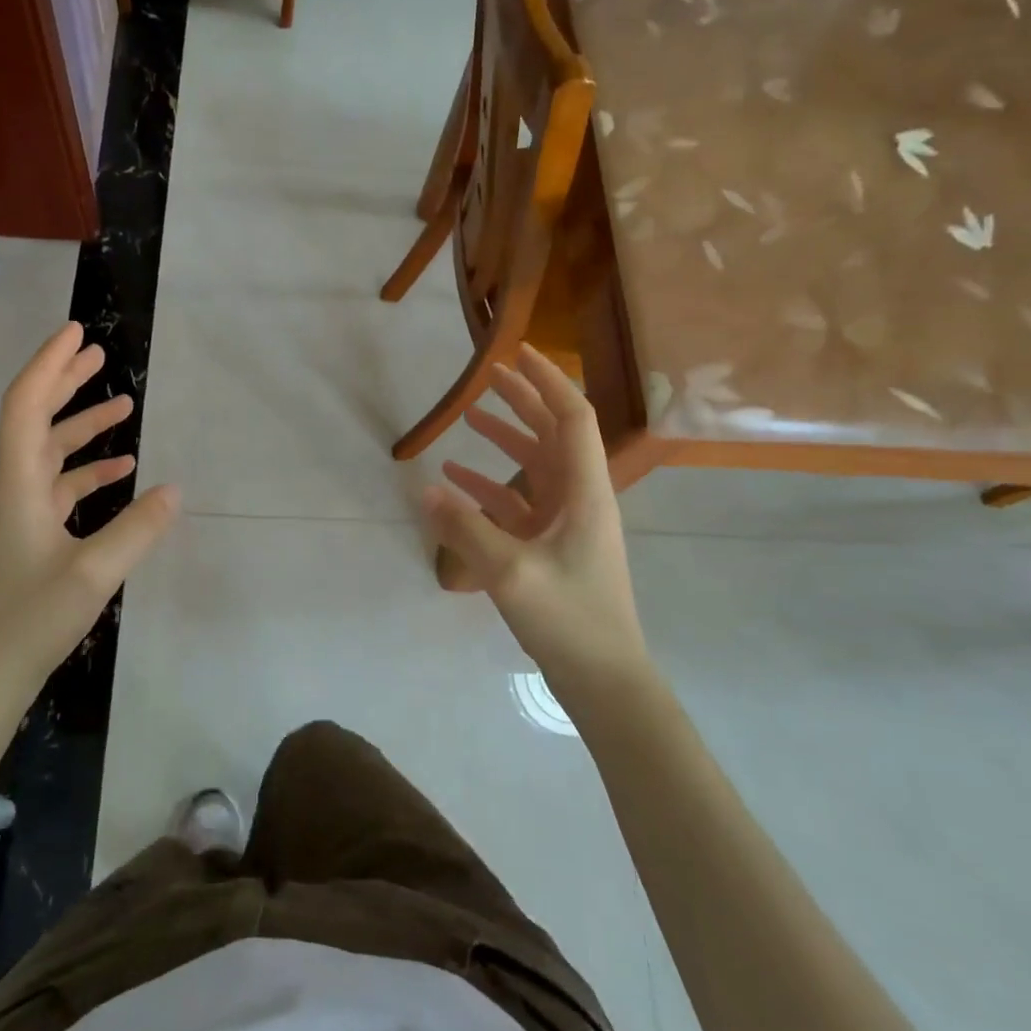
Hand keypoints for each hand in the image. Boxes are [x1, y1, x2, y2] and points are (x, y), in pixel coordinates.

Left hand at [0, 323, 179, 687]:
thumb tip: (176, 488)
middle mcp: (16, 490)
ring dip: (83, 426)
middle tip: (99, 353)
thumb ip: (137, 529)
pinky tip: (122, 471)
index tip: (77, 333)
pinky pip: (61, 488)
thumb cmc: (29, 622)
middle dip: (65, 381)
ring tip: (124, 404)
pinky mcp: (31, 539)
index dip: (48, 364)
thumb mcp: (93, 575)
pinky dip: (90, 471)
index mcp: (19, 486)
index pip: (26, 406)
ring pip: (51, 453)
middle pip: (35, 419)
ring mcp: (21, 516)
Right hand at [422, 345, 648, 696]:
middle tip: (488, 375)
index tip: (518, 352)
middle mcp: (580, 497)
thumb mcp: (509, 572)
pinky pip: (519, 503)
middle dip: (523, 401)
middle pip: (553, 434)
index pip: (571, 417)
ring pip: (535, 466)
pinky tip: (457, 481)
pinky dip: (491, 487)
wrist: (603, 678)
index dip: (547, 380)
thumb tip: (427, 487)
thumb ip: (465, 527)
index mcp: (584, 491)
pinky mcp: (551, 546)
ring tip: (469, 418)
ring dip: (505, 440)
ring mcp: (566, 523)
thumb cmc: (568, 619)